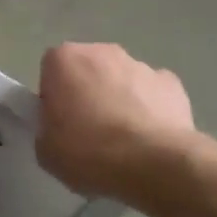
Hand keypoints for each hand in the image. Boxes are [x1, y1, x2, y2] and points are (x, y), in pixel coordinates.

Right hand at [37, 43, 196, 202]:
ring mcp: (139, 64)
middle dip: (86, 93)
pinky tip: (150, 138)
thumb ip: (45, 129)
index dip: (53, 98)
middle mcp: (100, 51)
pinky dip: (149, 109)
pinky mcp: (171, 83)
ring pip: (120, 79)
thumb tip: (59, 127)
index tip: (59, 124)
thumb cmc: (89, 152)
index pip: (50, 72)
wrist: (155, 164)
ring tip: (123, 141)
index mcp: (63, 59)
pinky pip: (152, 92)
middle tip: (88, 132)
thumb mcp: (45, 151)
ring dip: (118, 99)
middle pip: (86, 69)